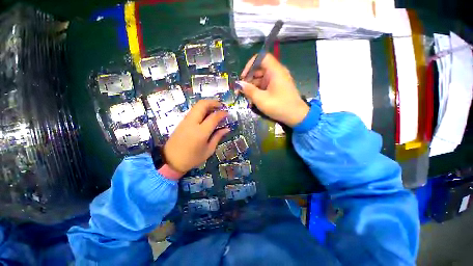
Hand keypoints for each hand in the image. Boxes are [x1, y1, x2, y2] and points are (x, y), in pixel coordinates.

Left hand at [163, 100, 229, 174]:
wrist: (171, 161)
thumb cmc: (192, 158)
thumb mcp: (208, 150)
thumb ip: (217, 137)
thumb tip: (227, 129)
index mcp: (201, 132)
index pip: (213, 117)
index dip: (222, 113)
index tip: (227, 113)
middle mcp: (192, 123)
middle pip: (202, 105)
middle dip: (213, 102)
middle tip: (221, 106)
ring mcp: (185, 121)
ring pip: (196, 106)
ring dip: (207, 104)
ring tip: (215, 109)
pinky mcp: (182, 122)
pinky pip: (193, 111)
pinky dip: (201, 109)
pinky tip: (206, 114)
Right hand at [237, 53, 309, 126]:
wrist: (296, 116)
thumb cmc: (279, 106)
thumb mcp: (261, 99)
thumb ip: (249, 90)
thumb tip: (238, 84)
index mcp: (275, 71)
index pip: (261, 57)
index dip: (250, 64)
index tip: (243, 77)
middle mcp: (277, 72)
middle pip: (260, 69)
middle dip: (249, 78)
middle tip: (242, 90)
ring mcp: (278, 80)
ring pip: (261, 78)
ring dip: (253, 86)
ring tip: (247, 97)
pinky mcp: (278, 87)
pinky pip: (265, 85)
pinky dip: (259, 90)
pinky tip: (254, 99)